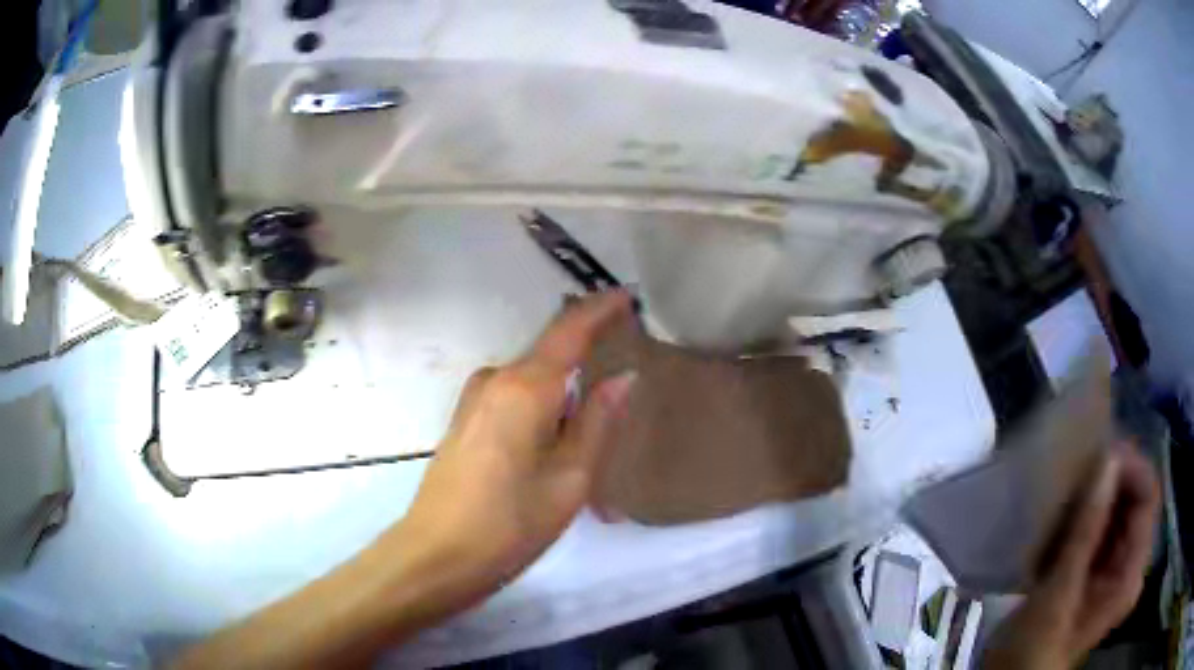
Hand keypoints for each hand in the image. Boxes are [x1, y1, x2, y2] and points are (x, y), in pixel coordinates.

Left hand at [174, 291, 636, 669]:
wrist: (421, 564)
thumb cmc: (495, 534)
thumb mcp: (564, 489)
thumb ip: (591, 429)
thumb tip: (617, 381)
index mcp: (516, 394)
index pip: (563, 333)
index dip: (593, 309)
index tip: (621, 292)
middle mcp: (486, 384)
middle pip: (541, 350)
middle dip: (576, 344)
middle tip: (614, 355)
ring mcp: (468, 402)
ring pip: (522, 373)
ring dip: (554, 376)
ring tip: (587, 397)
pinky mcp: (459, 423)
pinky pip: (507, 393)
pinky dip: (534, 396)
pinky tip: (547, 424)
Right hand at [983, 444, 1160, 669]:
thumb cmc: (1033, 648)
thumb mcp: (1059, 593)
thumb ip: (1087, 529)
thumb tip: (1108, 459)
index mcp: (1131, 574)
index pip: (1148, 498)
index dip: (1130, 469)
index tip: (1098, 455)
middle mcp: (1130, 565)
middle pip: (1134, 501)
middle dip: (1110, 480)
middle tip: (1078, 467)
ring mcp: (1114, 568)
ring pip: (1117, 511)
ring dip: (1095, 495)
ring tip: (1067, 486)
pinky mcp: (1096, 571)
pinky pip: (1101, 527)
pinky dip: (1084, 513)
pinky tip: (1062, 513)